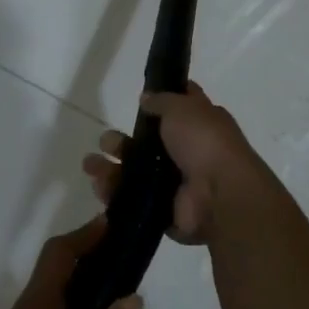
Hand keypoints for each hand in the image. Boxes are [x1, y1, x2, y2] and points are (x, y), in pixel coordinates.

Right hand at [82, 82, 264, 242]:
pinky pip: (132, 200)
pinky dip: (114, 194)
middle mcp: (187, 154)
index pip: (177, 110)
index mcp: (200, 126)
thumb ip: (162, 101)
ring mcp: (174, 185)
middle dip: (122, 142)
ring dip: (110, 168)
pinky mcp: (162, 211)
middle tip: (105, 142)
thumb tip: (146, 98)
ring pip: (135, 175)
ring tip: (90, 165)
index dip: (158, 102)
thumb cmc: (205, 142)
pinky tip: (99, 186)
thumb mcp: (183, 108)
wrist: (219, 195)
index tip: (137, 98)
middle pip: (147, 146)